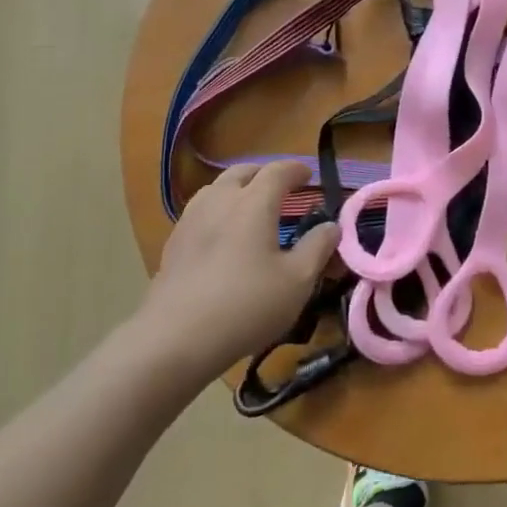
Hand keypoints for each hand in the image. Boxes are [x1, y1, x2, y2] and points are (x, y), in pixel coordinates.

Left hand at [142, 161, 340, 381]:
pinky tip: (223, 234)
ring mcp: (191, 219)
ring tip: (250, 206)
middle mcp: (220, 200)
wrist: (176, 337)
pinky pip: (201, 210)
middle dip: (265, 174)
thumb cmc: (246, 305)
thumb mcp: (297, 281)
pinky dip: (219, 209)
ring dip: (238, 188)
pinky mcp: (174, 242)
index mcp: (253, 203)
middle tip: (281, 188)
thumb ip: (318, 247)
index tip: (309, 176)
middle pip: (243, 172)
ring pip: (217, 188)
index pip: (278, 171)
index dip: (296, 169)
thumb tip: (332, 226)